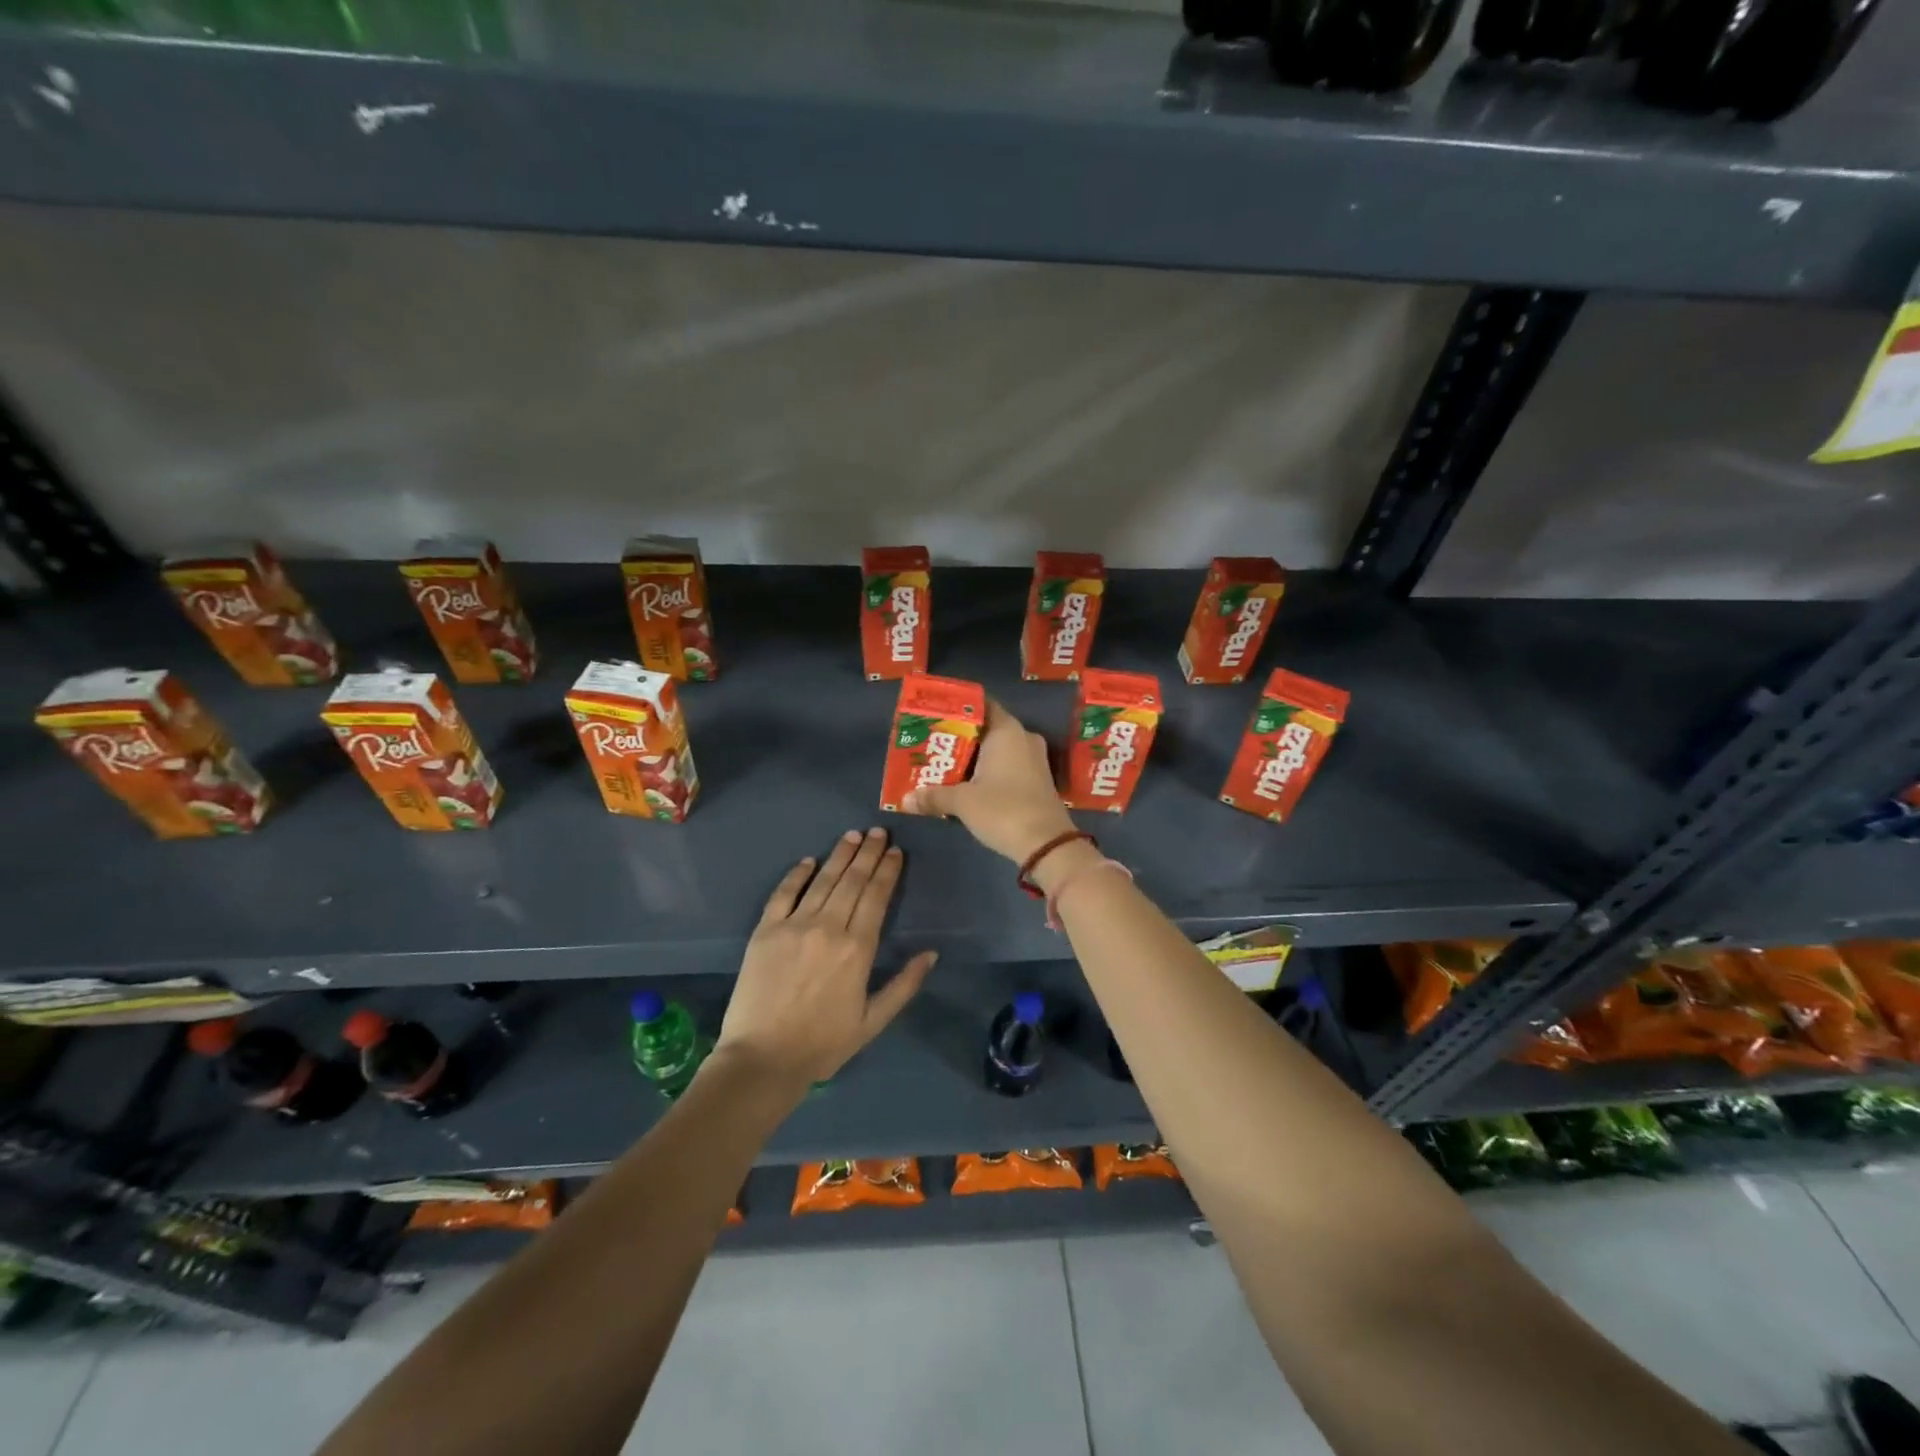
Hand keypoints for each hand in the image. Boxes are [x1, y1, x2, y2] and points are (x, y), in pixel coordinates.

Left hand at [713, 828, 936, 1091]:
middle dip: (868, 852)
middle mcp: (829, 927)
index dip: (887, 870)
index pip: (877, 896)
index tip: (895, 850)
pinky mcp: (765, 930)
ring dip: (840, 854)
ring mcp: (794, 925)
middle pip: (853, 880)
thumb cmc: (823, 1044)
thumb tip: (932, 953)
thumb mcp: (873, 1021)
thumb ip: (904, 985)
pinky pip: (784, 893)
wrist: (762, 1059)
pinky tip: (809, 860)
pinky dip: (798, 874)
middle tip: (878, 830)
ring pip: (823, 880)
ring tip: (852, 835)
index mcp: (858, 948)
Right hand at [902, 699, 1075, 862]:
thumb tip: (906, 799)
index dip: (958, 708)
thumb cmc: (1003, 810)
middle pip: (987, 728)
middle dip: (960, 736)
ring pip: (998, 749)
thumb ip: (934, 796)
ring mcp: (1034, 759)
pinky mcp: (1037, 780)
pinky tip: (967, 783)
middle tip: (932, 743)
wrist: (1047, 845)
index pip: (981, 705)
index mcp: (1007, 731)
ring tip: (944, 764)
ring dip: (974, 757)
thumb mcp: (963, 802)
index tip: (936, 715)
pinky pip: (1008, 765)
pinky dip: (988, 771)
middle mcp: (1023, 738)